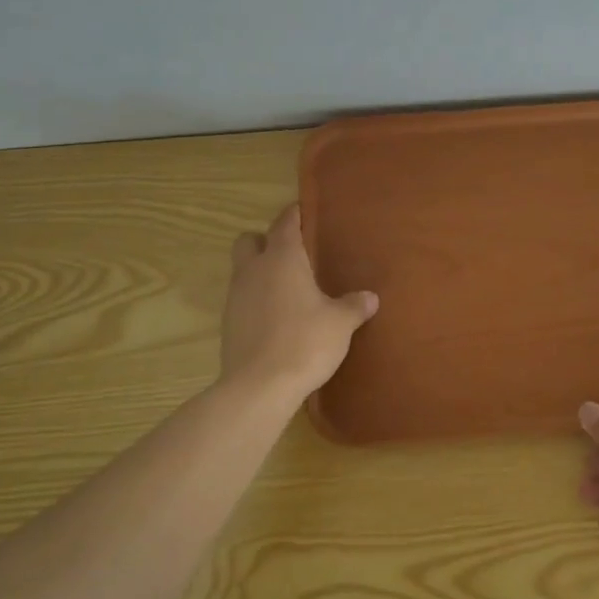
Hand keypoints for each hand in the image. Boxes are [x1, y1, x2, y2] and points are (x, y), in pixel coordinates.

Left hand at [220, 205, 377, 398]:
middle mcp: (253, 270)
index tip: (305, 211)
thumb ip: (354, 306)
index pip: (285, 223)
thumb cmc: (305, 342)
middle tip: (292, 255)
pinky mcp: (228, 324)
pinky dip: (256, 301)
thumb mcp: (340, 323)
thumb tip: (370, 297)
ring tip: (288, 290)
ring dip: (260, 273)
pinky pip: (242, 300)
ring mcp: (235, 297)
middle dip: (266, 241)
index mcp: (282, 259)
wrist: (259, 386)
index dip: (295, 214)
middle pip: (250, 240)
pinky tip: (277, 319)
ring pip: (243, 270)